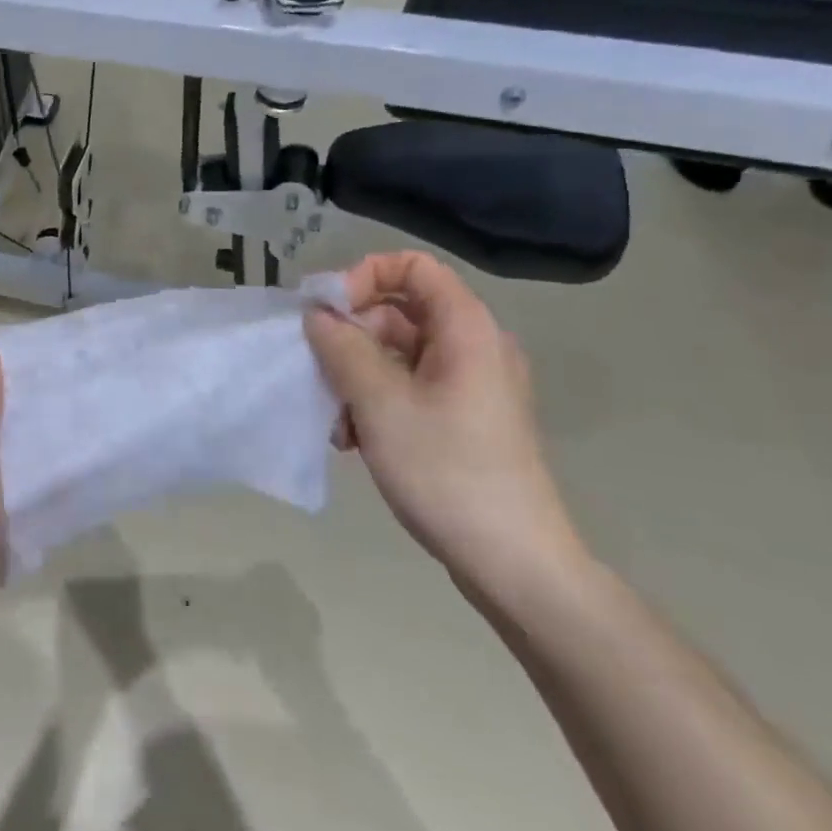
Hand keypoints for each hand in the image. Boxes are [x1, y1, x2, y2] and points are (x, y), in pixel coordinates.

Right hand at [303, 253, 586, 594]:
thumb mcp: (379, 402)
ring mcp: (469, 386)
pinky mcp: (463, 419)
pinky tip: (353, 440)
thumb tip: (316, 314)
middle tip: (319, 371)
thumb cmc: (446, 470)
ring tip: (335, 420)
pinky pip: (408, 387)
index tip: (327, 313)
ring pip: (397, 353)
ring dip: (356, 375)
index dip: (364, 276)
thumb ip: (341, 347)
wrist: (514, 564)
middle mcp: (473, 347)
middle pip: (399, 310)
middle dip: (351, 336)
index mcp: (466, 329)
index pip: (412, 266)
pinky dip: (375, 401)